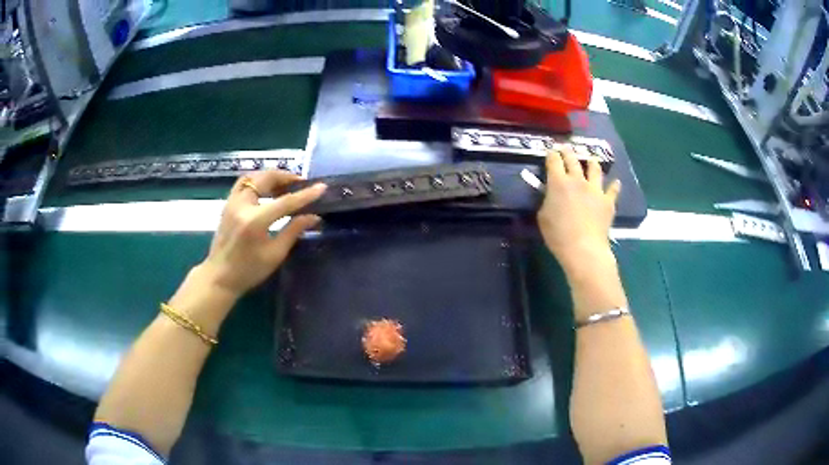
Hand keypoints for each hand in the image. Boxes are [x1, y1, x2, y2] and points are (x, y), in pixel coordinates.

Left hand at [199, 170, 326, 298]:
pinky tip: (267, 190)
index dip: (305, 195)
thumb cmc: (249, 271)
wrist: (219, 277)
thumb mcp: (275, 254)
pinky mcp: (228, 204)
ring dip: (271, 177)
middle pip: (266, 179)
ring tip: (285, 185)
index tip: (322, 187)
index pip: (285, 202)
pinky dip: (258, 182)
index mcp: (255, 221)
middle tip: (301, 183)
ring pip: (253, 177)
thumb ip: (294, 231)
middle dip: (286, 178)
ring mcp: (232, 202)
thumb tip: (314, 217)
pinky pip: (244, 183)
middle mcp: (242, 206)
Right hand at [537, 147, 620, 274]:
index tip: (550, 152)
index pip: (553, 161)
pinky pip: (613, 190)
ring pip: (595, 170)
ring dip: (592, 163)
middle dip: (568, 152)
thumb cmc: (558, 235)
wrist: (584, 248)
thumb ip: (547, 201)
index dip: (551, 154)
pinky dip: (614, 186)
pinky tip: (616, 183)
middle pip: (573, 160)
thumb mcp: (543, 217)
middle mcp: (578, 180)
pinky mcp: (608, 201)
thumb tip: (551, 195)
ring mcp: (595, 189)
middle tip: (566, 148)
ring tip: (591, 160)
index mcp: (558, 182)